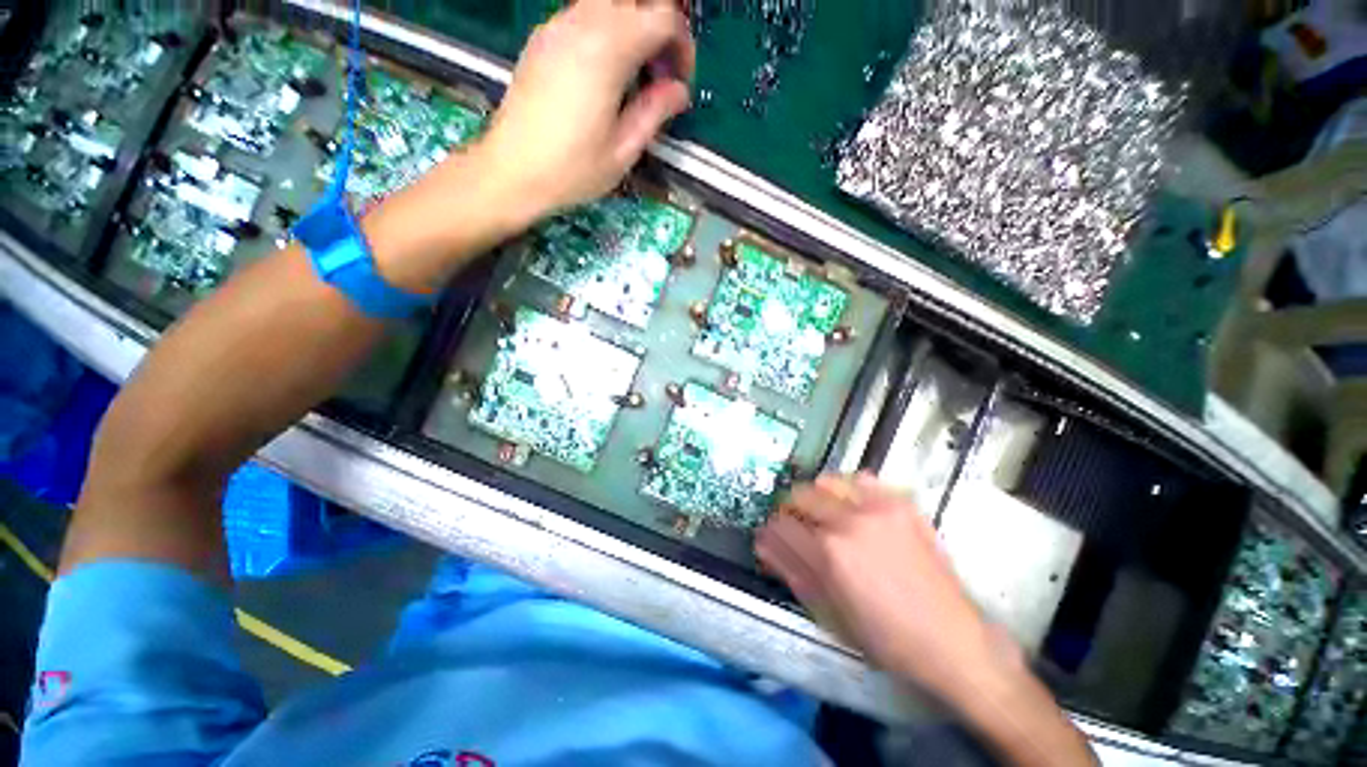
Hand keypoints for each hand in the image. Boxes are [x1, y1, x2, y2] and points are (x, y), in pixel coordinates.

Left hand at [476, 0, 694, 225]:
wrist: (512, 171)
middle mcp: (582, 24)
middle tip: (662, 70)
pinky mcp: (543, 39)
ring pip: (609, 3)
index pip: (662, 18)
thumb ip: (655, 112)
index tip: (680, 82)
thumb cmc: (572, 170)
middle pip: (635, 0)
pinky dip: (608, 32)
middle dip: (659, 27)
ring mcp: (557, 27)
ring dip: (633, 28)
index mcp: (608, 51)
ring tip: (636, 76)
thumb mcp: (623, 150)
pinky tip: (607, 75)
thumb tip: (678, 91)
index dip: (682, 45)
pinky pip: (584, 15)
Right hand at [756, 473, 1008, 696]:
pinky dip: (849, 489)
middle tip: (798, 528)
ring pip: (826, 482)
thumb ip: (791, 571)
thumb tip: (763, 545)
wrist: (951, 640)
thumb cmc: (885, 637)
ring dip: (817, 497)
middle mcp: (849, 522)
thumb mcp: (830, 613)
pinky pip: (862, 479)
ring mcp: (877, 508)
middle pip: (799, 495)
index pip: (781, 525)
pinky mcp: (900, 504)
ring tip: (825, 517)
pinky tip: (854, 508)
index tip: (772, 536)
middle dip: (791, 512)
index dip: (771, 531)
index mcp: (829, 553)